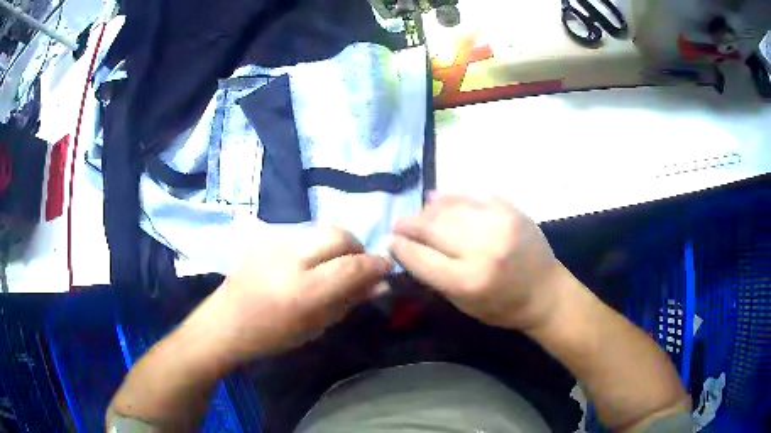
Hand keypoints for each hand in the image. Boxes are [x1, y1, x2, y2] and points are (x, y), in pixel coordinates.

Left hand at [209, 225, 391, 362]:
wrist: (227, 322)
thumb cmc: (272, 335)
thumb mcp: (316, 326)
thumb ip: (349, 301)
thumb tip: (381, 284)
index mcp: (303, 290)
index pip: (352, 267)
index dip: (375, 265)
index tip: (386, 269)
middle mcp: (289, 258)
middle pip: (338, 235)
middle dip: (357, 247)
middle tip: (358, 266)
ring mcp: (274, 242)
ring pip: (321, 229)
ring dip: (337, 244)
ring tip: (333, 264)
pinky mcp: (264, 236)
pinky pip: (302, 232)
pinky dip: (316, 244)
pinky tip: (308, 261)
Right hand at [390, 194, 560, 329]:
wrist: (546, 292)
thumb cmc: (503, 307)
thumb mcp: (463, 305)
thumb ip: (435, 277)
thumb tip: (408, 249)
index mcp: (468, 281)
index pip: (421, 257)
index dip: (400, 247)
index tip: (389, 241)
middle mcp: (482, 248)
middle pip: (432, 228)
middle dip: (409, 225)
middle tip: (398, 225)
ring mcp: (499, 224)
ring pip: (449, 207)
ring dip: (427, 210)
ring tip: (419, 214)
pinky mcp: (511, 209)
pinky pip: (471, 195)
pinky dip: (451, 196)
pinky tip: (438, 198)